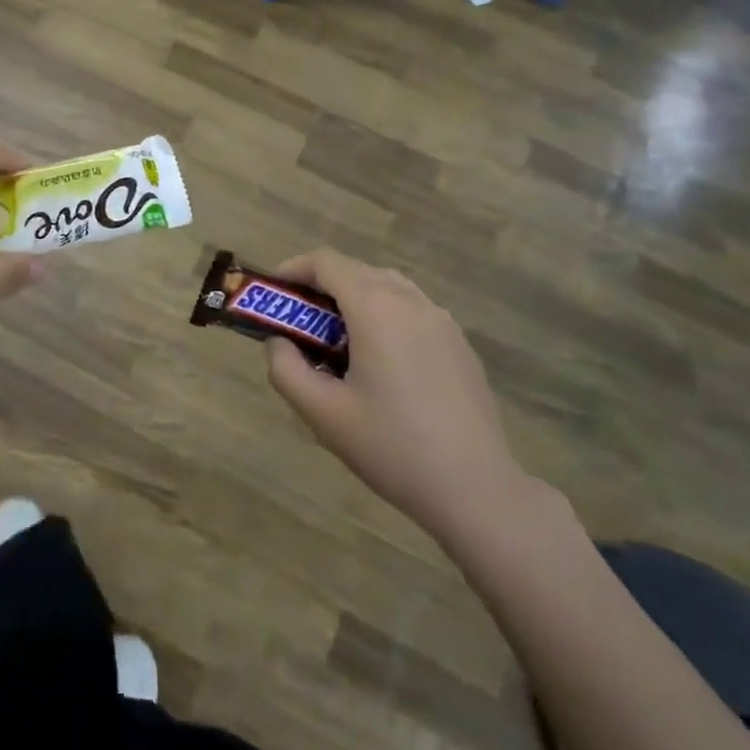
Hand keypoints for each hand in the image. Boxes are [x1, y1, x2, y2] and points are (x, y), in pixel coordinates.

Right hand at [264, 249, 535, 547]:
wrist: (474, 487)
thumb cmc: (391, 447)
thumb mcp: (322, 414)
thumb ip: (286, 369)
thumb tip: (278, 342)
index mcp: (375, 309)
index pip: (327, 262)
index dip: (294, 268)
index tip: (274, 291)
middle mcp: (410, 301)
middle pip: (357, 270)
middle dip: (321, 285)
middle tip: (298, 322)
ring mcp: (441, 319)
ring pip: (388, 286)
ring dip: (355, 296)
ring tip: (337, 339)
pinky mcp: (459, 342)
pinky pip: (413, 309)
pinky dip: (385, 313)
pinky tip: (381, 360)